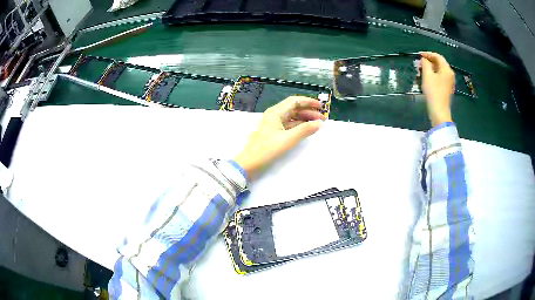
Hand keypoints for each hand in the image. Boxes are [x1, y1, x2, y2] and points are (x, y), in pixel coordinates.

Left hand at [235, 96, 324, 179]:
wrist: (251, 163)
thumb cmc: (268, 149)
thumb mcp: (288, 139)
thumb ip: (305, 130)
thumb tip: (319, 123)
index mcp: (275, 112)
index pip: (295, 101)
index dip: (309, 102)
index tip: (321, 106)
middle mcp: (274, 115)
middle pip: (294, 108)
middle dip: (309, 112)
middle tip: (322, 118)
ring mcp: (274, 124)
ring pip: (292, 117)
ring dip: (305, 119)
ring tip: (317, 124)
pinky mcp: (274, 133)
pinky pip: (289, 125)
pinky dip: (299, 126)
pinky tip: (307, 130)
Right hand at [420, 52, 454, 126]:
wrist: (439, 111)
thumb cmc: (433, 92)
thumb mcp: (427, 75)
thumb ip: (425, 64)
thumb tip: (424, 59)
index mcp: (446, 69)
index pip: (437, 56)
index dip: (428, 54)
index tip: (419, 55)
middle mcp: (450, 74)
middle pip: (439, 63)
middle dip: (429, 61)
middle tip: (419, 63)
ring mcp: (449, 82)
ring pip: (439, 70)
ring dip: (430, 68)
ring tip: (421, 70)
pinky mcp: (447, 88)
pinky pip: (440, 77)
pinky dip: (433, 74)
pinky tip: (427, 77)